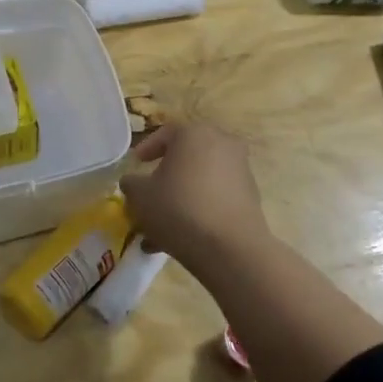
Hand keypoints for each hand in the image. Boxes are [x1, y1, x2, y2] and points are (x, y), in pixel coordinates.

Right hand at [119, 122, 271, 273]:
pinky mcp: (250, 197)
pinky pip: (215, 198)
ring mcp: (240, 170)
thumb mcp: (140, 196)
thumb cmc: (179, 209)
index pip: (165, 134)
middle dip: (165, 177)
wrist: (231, 248)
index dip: (146, 149)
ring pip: (200, 181)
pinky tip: (182, 237)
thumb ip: (131, 184)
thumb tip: (133, 182)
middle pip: (185, 158)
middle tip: (149, 195)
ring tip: (160, 228)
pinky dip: (198, 210)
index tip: (136, 165)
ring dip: (180, 198)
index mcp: (194, 133)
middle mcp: (221, 143)